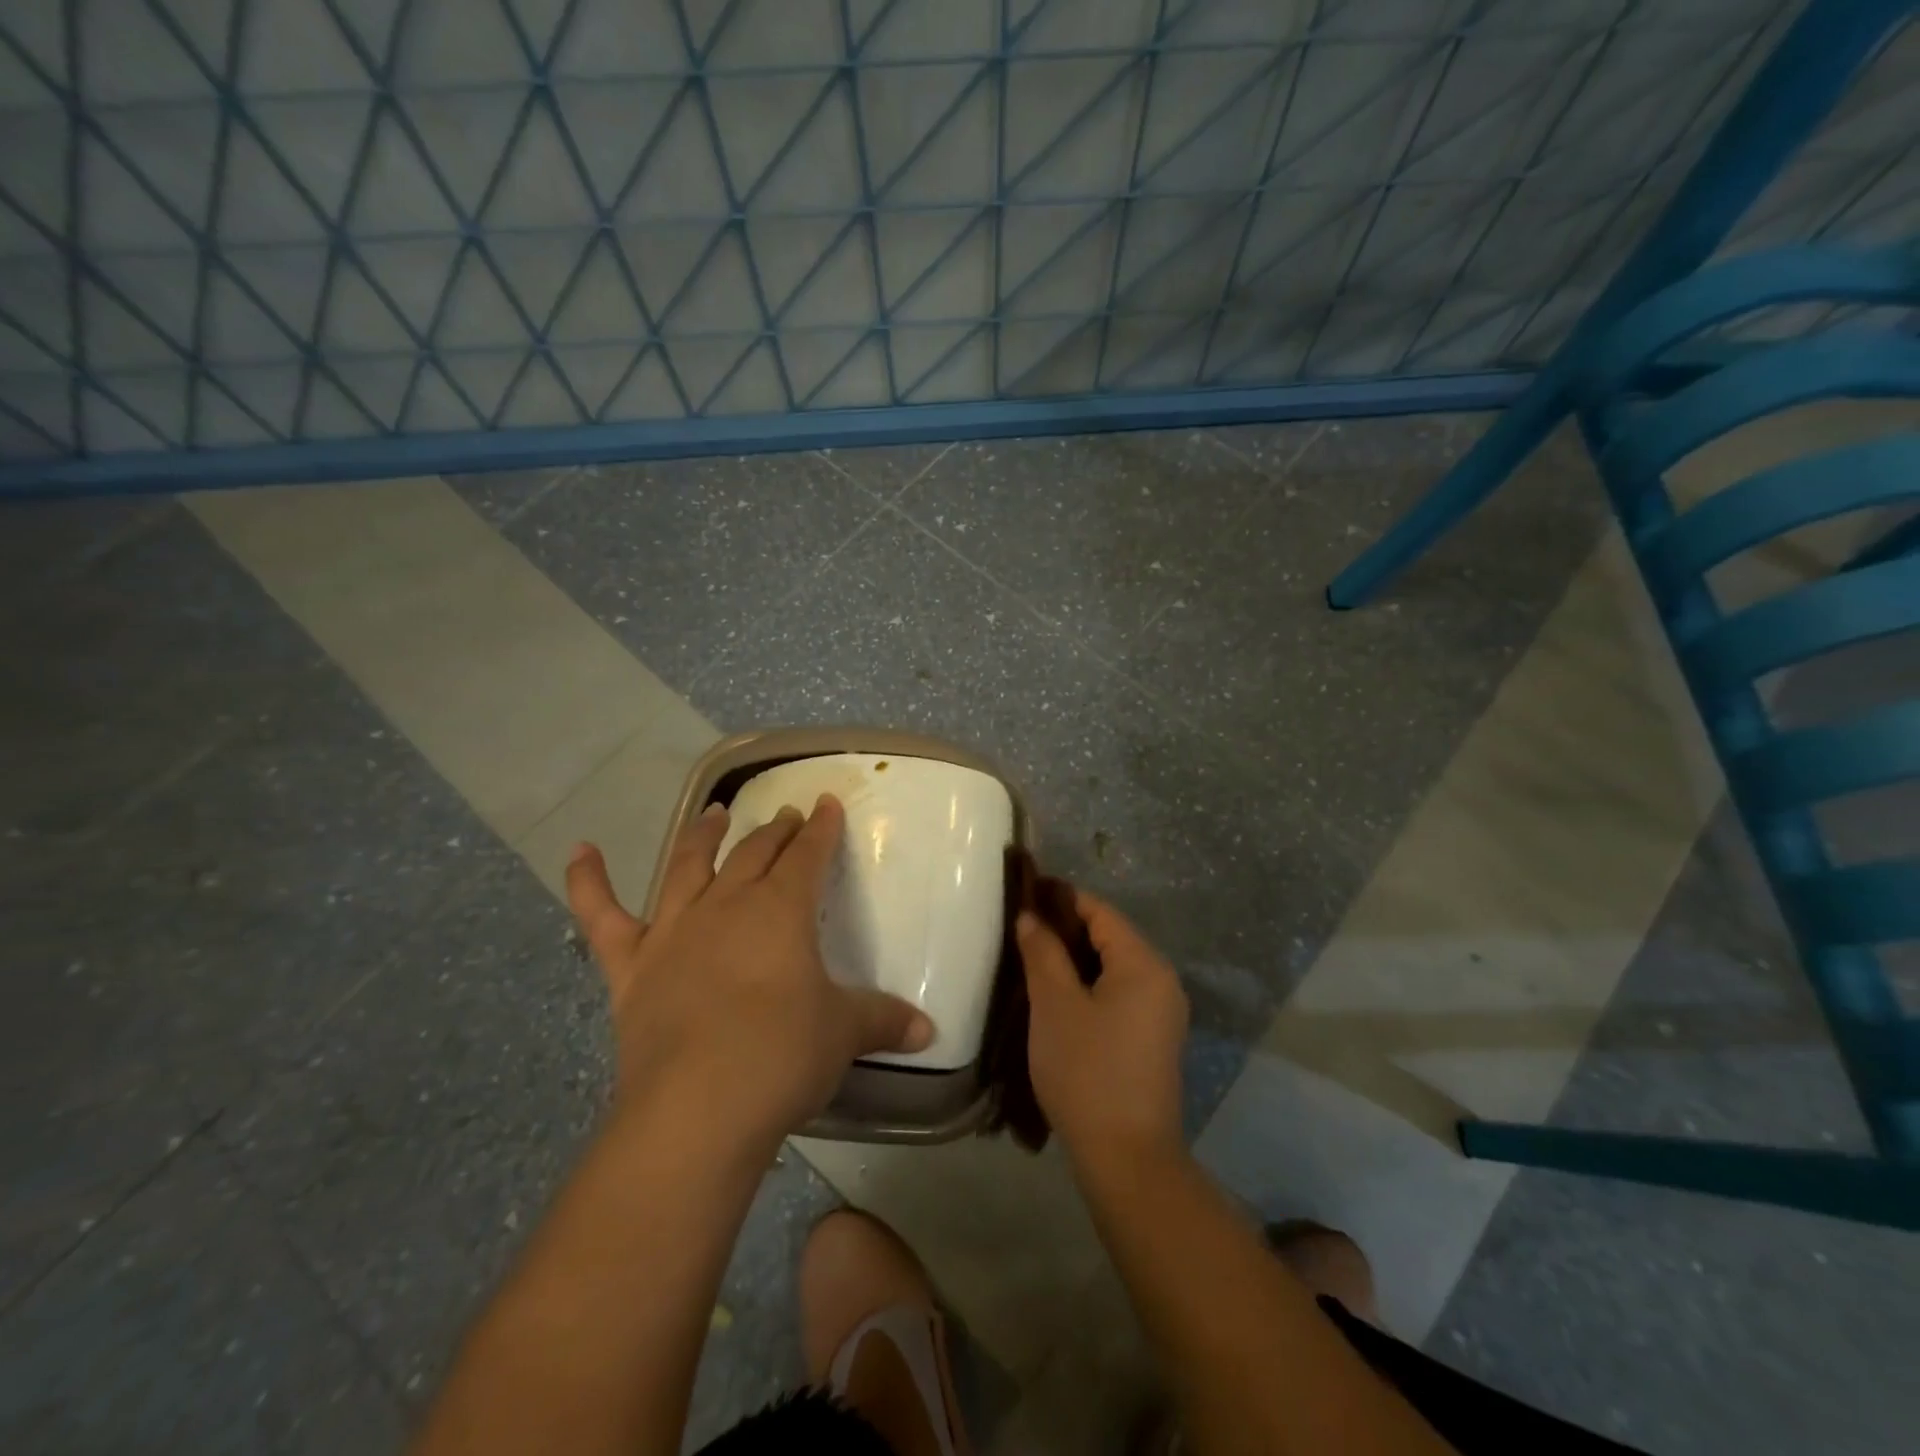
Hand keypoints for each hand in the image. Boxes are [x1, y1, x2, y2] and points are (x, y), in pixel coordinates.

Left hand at [567, 794, 933, 1146]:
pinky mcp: (631, 967)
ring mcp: (674, 932)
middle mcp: (728, 906)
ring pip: (688, 867)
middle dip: (774, 831)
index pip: (808, 856)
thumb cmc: (782, 1056)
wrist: (697, 1109)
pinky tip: (580, 850)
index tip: (826, 805)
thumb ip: (886, 1021)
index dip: (820, 829)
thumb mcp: (844, 1034)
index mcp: (781, 911)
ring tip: (714, 812)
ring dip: (702, 836)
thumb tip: (930, 1030)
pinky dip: (588, 882)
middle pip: (754, 854)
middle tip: (786, 816)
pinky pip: (603, 917)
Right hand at [1017, 892, 1188, 1168]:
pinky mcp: (1153, 1038)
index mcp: (1144, 964)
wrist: (1127, 1158)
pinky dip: (1088, 985)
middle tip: (1021, 930)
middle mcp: (1162, 980)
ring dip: (1074, 959)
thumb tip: (1031, 916)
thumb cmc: (1087, 1071)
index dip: (1061, 898)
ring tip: (1031, 959)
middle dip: (1065, 929)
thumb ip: (1042, 952)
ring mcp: (1162, 1012)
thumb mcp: (1054, 1005)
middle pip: (1109, 936)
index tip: (1023, 896)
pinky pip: (1119, 993)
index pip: (1100, 911)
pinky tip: (1057, 996)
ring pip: (1112, 967)